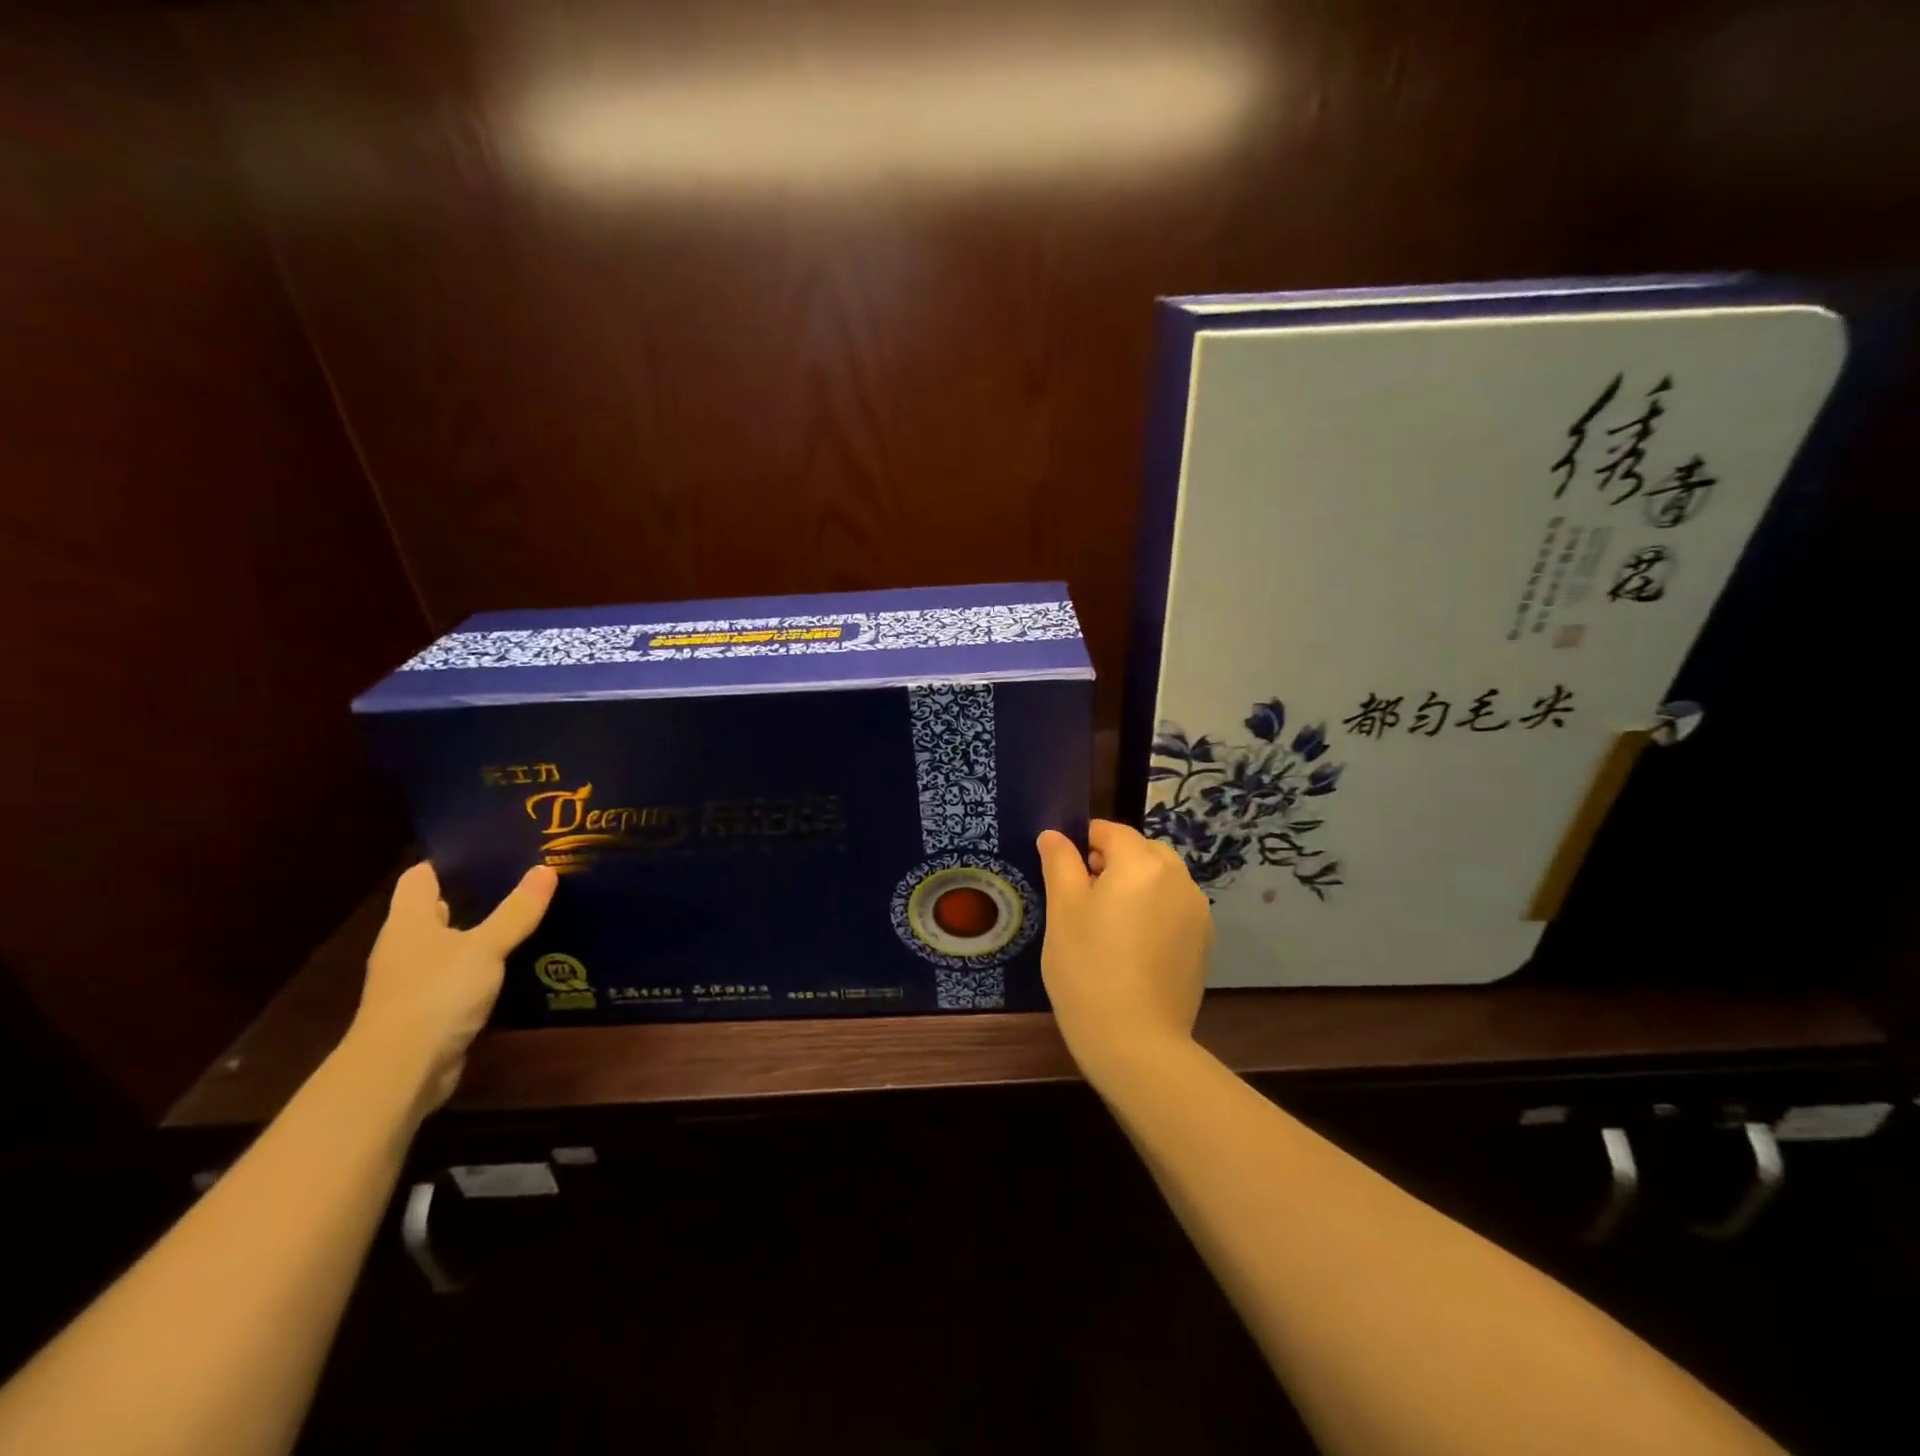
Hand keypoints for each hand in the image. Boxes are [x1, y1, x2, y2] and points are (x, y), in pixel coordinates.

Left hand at [349, 861, 557, 1112]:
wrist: (401, 1072)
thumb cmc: (435, 995)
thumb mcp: (485, 947)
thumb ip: (516, 911)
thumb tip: (546, 869)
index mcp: (408, 922)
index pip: (422, 876)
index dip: (452, 859)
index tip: (493, 846)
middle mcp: (406, 947)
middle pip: (439, 908)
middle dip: (478, 894)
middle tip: (524, 877)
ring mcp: (416, 980)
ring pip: (454, 944)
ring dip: (485, 933)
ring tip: (531, 914)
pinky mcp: (431, 1010)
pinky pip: (463, 976)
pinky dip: (487, 968)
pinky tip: (521, 962)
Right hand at [1035, 820, 1212, 1084]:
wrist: (1136, 1041)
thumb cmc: (1088, 968)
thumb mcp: (1062, 911)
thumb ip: (1060, 863)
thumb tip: (1054, 834)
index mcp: (1141, 863)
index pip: (1111, 831)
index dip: (1084, 841)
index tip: (1064, 869)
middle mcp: (1178, 878)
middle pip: (1142, 851)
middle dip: (1113, 861)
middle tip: (1082, 897)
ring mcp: (1197, 912)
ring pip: (1161, 879)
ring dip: (1136, 885)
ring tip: (1107, 923)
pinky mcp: (1204, 942)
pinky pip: (1174, 908)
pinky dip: (1154, 911)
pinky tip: (1133, 946)